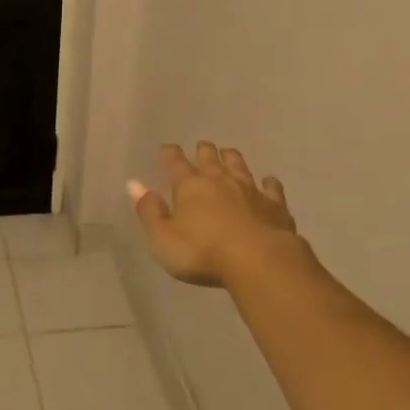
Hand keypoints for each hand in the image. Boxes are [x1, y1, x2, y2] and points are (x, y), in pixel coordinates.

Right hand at [128, 143, 302, 287]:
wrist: (259, 261)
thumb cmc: (203, 253)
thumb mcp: (163, 238)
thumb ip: (149, 211)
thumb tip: (134, 184)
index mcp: (190, 186)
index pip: (175, 162)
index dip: (170, 154)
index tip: (167, 148)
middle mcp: (219, 180)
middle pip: (210, 157)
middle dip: (203, 151)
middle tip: (201, 148)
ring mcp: (250, 190)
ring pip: (239, 165)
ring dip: (231, 158)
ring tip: (228, 153)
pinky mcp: (275, 205)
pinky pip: (272, 188)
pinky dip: (268, 183)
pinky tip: (268, 182)